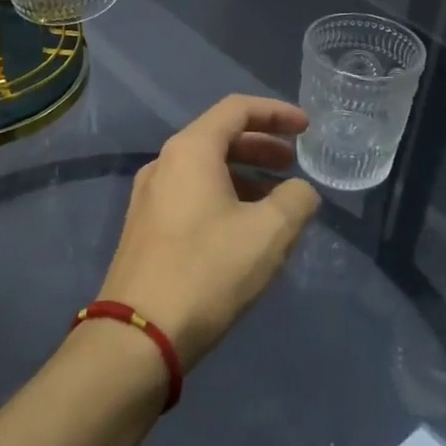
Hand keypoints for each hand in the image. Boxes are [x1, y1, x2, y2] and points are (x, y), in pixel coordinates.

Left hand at [100, 95, 321, 369]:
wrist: (139, 335)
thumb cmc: (208, 271)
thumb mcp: (269, 233)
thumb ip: (296, 200)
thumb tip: (299, 192)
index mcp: (190, 151)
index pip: (237, 109)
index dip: (276, 113)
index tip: (306, 128)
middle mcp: (164, 164)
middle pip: (219, 138)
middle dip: (261, 146)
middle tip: (293, 164)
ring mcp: (149, 198)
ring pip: (205, 171)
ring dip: (244, 176)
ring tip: (276, 202)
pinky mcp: (145, 230)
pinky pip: (191, 196)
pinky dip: (224, 198)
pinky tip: (244, 230)